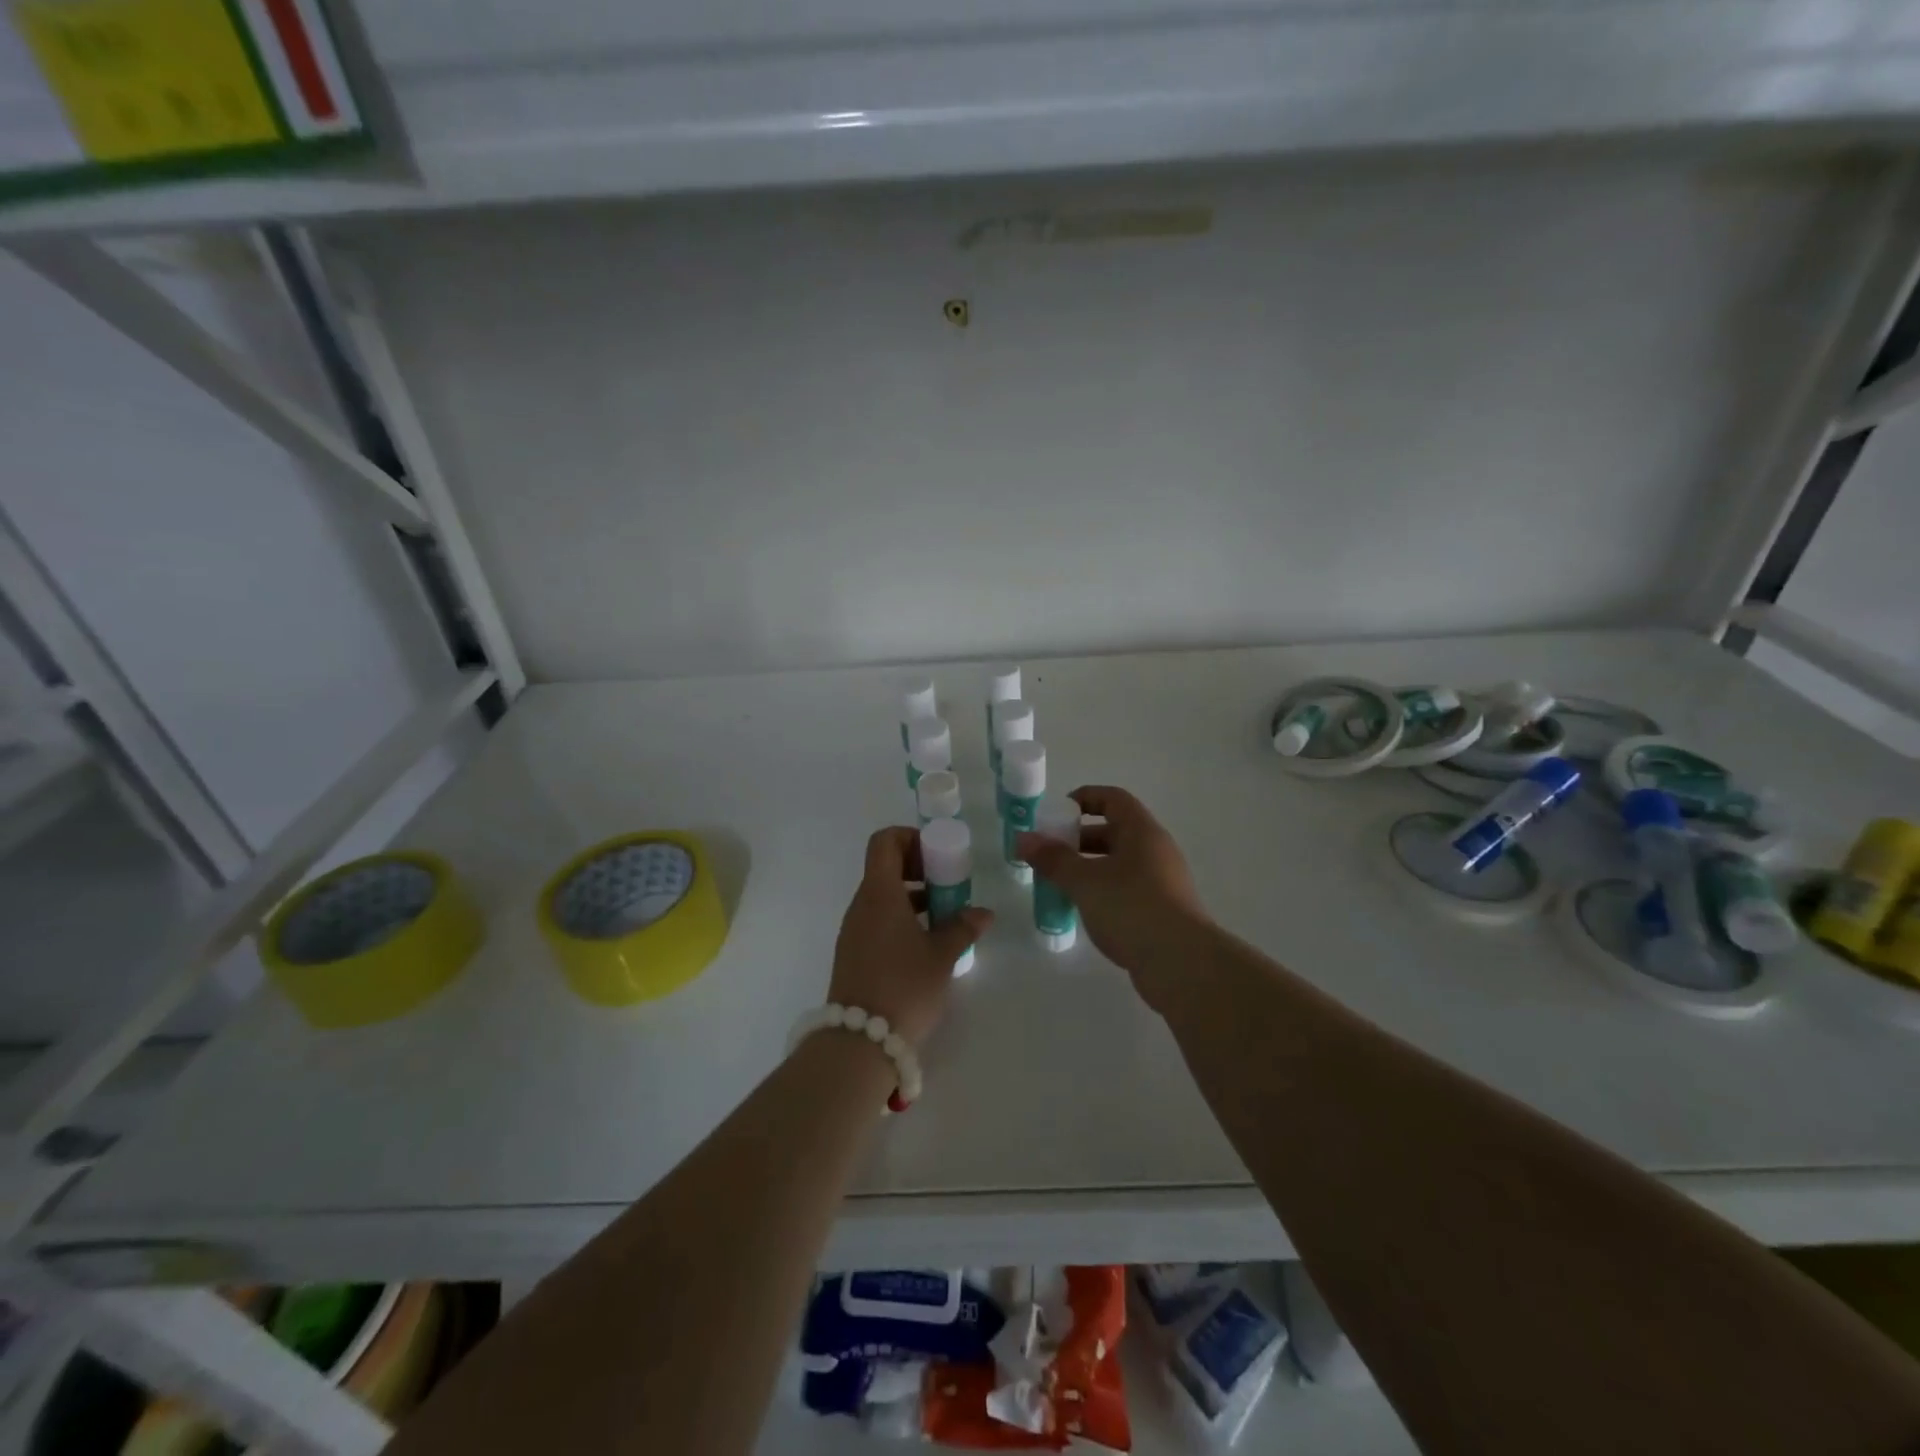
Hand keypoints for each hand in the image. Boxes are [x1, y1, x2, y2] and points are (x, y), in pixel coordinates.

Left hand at [828, 827, 991, 1047]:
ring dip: (913, 897)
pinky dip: (902, 919)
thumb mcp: (942, 956)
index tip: (938, 856)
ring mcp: (853, 930)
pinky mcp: (853, 953)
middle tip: (948, 886)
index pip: (885, 841)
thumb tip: (983, 913)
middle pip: (884, 867)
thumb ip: (963, 928)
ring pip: (883, 896)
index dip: (911, 838)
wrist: (860, 1042)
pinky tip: (926, 944)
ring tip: (945, 917)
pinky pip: (877, 920)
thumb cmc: (904, 986)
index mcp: (879, 893)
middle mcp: (861, 904)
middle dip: (918, 869)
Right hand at [1017, 786, 1212, 1012]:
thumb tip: (1024, 839)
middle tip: (1048, 854)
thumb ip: (1053, 859)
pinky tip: (1083, 911)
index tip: (1055, 814)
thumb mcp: (1084, 881)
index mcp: (1142, 832)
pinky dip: (1102, 892)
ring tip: (1058, 884)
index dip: (1084, 798)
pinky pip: (1126, 890)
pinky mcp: (1162, 911)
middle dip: (1078, 839)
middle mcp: (1156, 850)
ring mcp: (1163, 882)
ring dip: (1088, 868)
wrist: (1182, 963)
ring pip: (1119, 864)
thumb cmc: (1131, 908)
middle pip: (1114, 832)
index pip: (1113, 799)